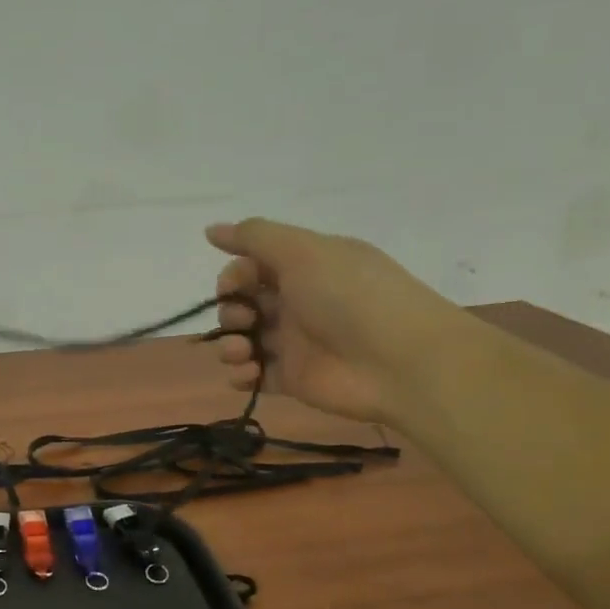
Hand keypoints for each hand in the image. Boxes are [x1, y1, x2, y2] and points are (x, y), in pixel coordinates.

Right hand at [207, 218, 462, 424]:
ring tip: (242, 352)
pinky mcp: (293, 379)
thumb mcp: (304, 251)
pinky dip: (241, 375)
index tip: (233, 286)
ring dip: (229, 344)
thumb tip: (210, 229)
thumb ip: (254, 237)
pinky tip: (248, 372)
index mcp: (306, 268)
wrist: (399, 361)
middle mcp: (298, 303)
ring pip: (243, 340)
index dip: (234, 276)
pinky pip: (254, 376)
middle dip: (229, 311)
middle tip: (243, 320)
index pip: (253, 267)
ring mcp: (295, 343)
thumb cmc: (350, 296)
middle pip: (243, 304)